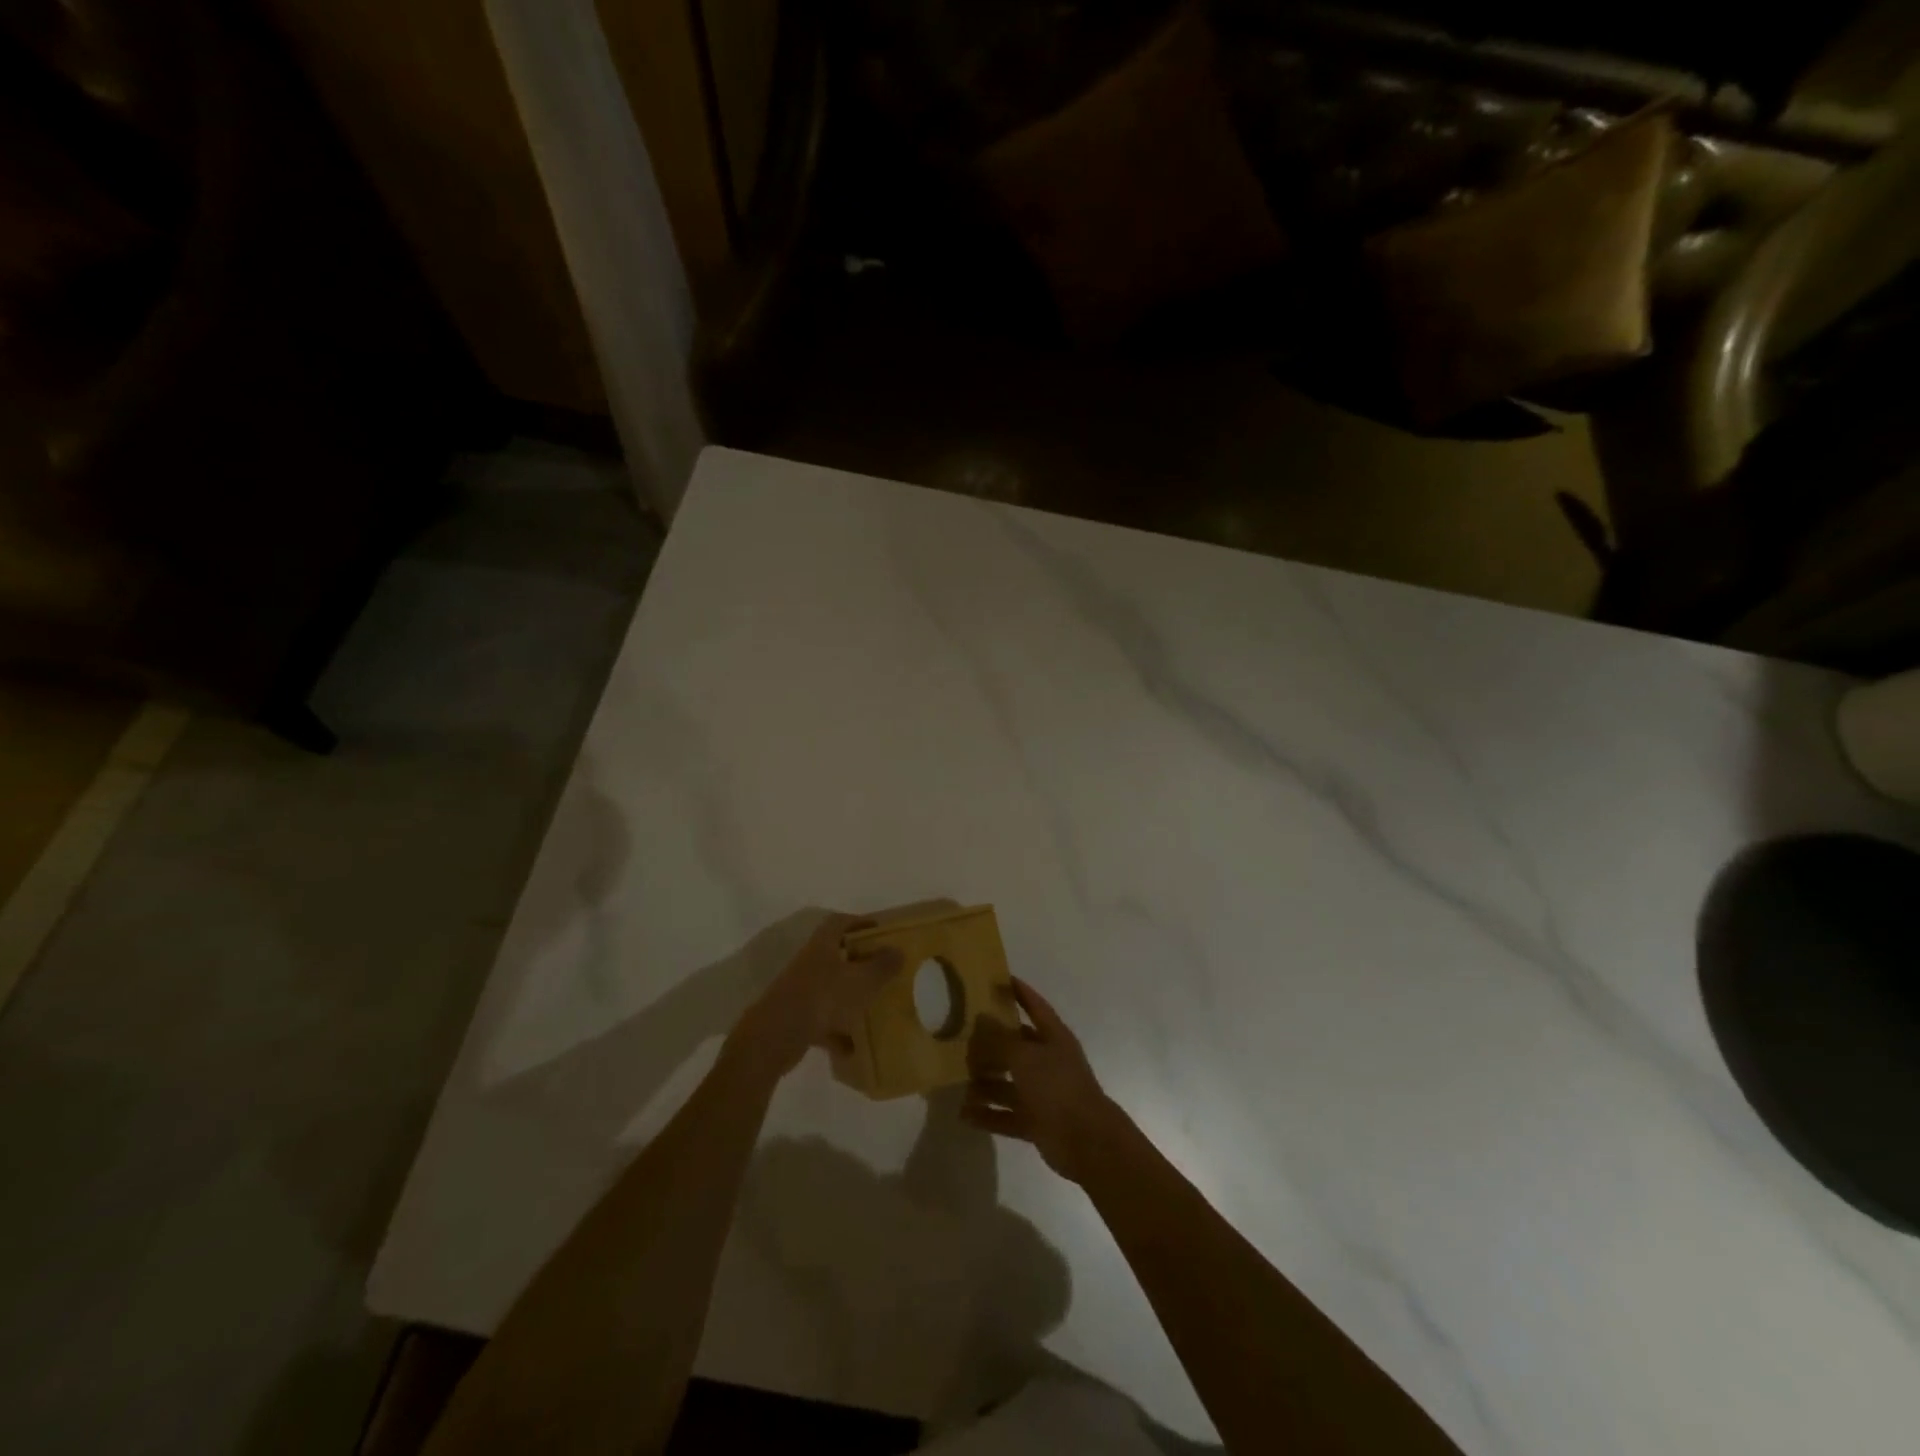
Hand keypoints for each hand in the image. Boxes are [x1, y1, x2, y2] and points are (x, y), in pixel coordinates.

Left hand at [728, 913, 902, 1081]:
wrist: (775, 1037)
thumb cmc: (823, 998)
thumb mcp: (861, 980)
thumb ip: (882, 965)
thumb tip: (898, 950)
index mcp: (822, 946)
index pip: (839, 923)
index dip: (860, 922)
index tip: (879, 931)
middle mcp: (808, 964)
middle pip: (835, 955)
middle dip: (858, 962)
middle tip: (881, 970)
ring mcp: (799, 991)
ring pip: (829, 989)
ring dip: (849, 998)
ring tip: (872, 1009)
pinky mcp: (794, 1019)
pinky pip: (822, 1021)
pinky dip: (837, 1032)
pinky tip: (853, 1048)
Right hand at [964, 978, 1121, 1184]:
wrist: (1086, 1141)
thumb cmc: (1057, 1087)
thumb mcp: (1025, 1056)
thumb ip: (1000, 1039)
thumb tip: (981, 1019)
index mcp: (1053, 1037)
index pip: (1035, 1006)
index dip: (1019, 992)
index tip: (998, 980)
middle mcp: (1048, 1062)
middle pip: (1016, 1047)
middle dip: (991, 1044)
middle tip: (962, 1038)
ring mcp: (1043, 1093)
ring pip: (1008, 1083)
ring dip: (986, 1082)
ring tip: (959, 1080)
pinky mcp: (1036, 1122)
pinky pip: (1006, 1115)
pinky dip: (988, 1114)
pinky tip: (964, 1113)